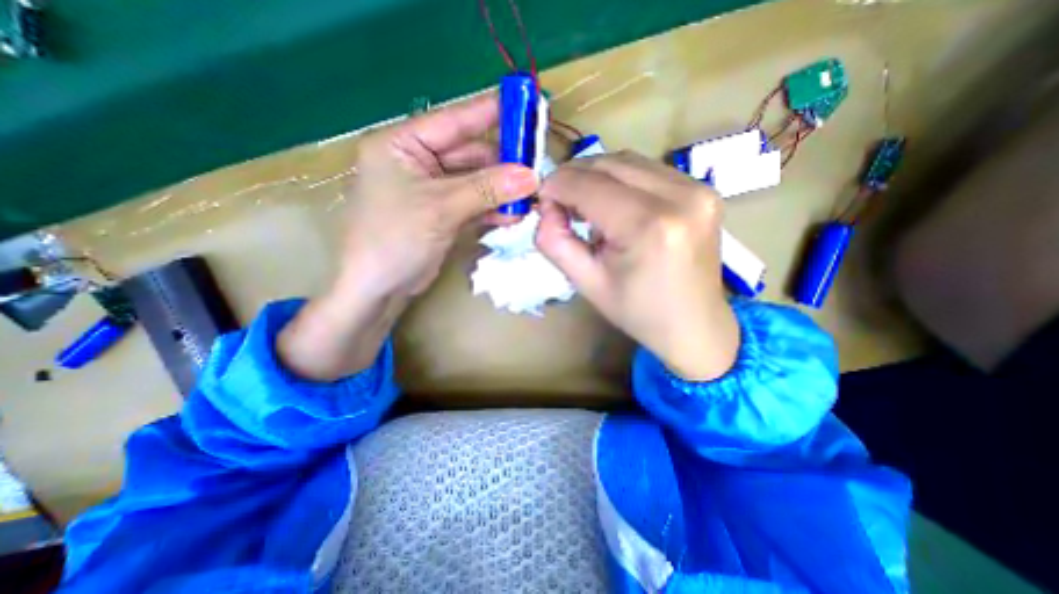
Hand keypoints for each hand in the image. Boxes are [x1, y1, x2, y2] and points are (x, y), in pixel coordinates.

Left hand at [275, 93, 539, 379]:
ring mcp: (432, 190)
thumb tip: (531, 176)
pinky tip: (513, 214)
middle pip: (469, 154)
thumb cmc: (395, 239)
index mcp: (402, 145)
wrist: (379, 289)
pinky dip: (492, 208)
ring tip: (529, 196)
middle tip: (535, 169)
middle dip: (502, 164)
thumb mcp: (441, 208)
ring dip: (501, 190)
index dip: (489, 113)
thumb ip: (487, 189)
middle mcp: (417, 162)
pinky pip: (474, 203)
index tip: (524, 105)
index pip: (453, 121)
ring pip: (475, 182)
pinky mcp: (443, 214)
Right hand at [539, 150, 739, 377]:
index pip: (588, 185)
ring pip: (627, 161)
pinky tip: (615, 205)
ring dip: (597, 177)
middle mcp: (679, 197)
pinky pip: (648, 169)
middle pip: (608, 164)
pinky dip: (621, 180)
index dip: (556, 186)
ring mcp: (698, 189)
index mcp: (648, 227)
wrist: (695, 326)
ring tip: (586, 206)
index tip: (543, 201)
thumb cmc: (637, 311)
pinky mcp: (704, 189)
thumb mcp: (586, 283)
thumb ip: (555, 242)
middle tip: (560, 203)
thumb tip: (546, 208)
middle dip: (574, 178)